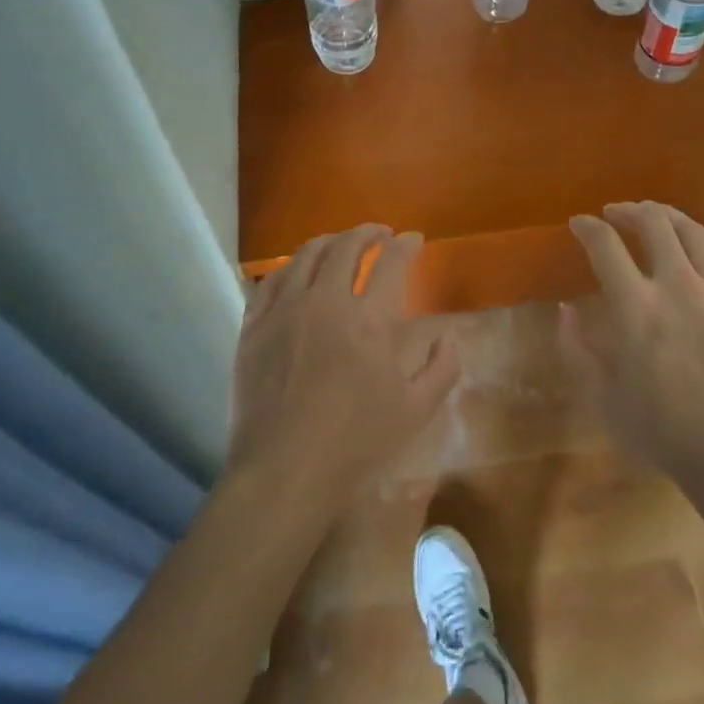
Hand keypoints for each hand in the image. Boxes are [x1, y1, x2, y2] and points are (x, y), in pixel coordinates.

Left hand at [227, 225, 459, 516]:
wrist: (283, 471)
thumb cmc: (355, 443)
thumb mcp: (416, 412)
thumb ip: (441, 368)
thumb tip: (449, 335)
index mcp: (370, 320)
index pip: (392, 262)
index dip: (406, 245)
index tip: (413, 240)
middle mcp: (326, 301)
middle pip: (347, 246)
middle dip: (368, 232)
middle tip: (380, 234)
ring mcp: (285, 310)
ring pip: (306, 255)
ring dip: (330, 242)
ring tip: (340, 244)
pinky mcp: (254, 325)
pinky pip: (271, 280)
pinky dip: (290, 267)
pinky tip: (297, 272)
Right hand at [563, 202, 703, 486]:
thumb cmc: (665, 434)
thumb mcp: (603, 400)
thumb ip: (576, 350)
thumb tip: (564, 309)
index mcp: (637, 310)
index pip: (605, 246)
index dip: (587, 227)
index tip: (578, 224)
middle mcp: (679, 288)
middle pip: (654, 224)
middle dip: (628, 211)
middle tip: (615, 214)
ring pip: (693, 232)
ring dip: (667, 217)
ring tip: (653, 216)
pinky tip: (697, 239)